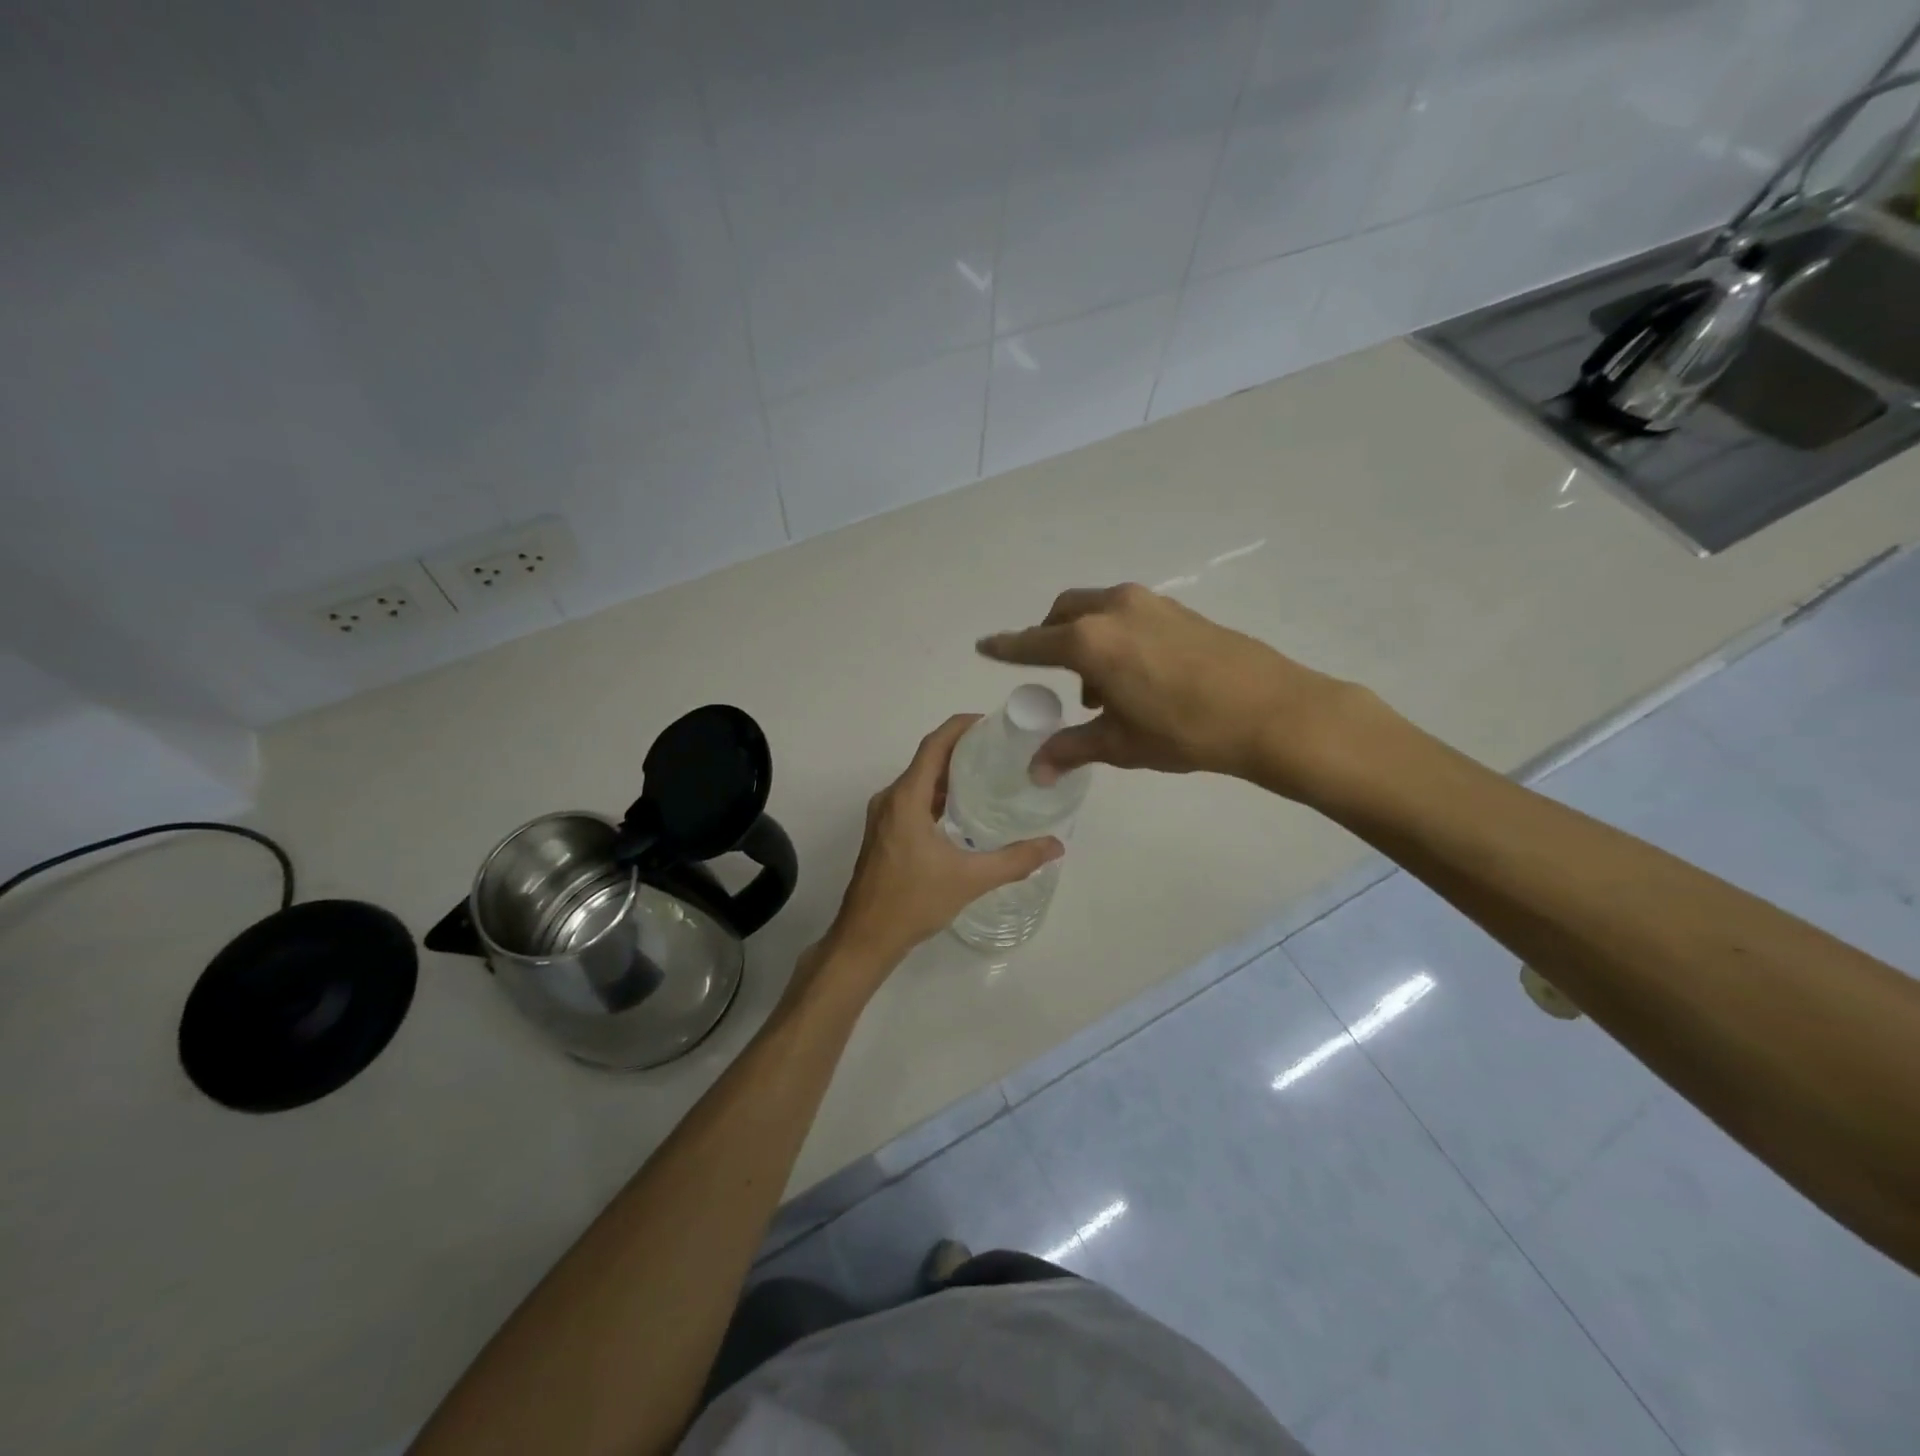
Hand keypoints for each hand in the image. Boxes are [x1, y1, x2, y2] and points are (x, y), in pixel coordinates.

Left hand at [819, 715, 1063, 982]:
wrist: (865, 938)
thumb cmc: (913, 902)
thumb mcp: (970, 880)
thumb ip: (1015, 860)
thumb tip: (1056, 845)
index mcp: (906, 799)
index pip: (934, 746)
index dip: (960, 727)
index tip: (991, 722)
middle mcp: (891, 799)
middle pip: (927, 760)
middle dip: (961, 748)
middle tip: (1001, 749)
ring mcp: (883, 817)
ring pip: (919, 781)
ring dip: (949, 773)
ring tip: (988, 774)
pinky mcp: (884, 833)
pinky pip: (913, 800)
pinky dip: (938, 795)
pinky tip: (964, 810)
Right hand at [977, 583, 1370, 798]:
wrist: (1271, 711)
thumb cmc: (1184, 731)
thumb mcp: (1121, 744)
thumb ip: (1072, 749)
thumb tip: (1036, 771)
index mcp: (1089, 641)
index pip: (1032, 643)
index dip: (1006, 647)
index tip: (984, 645)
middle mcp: (1113, 610)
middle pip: (1063, 614)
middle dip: (1049, 638)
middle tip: (1056, 677)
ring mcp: (1149, 604)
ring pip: (1097, 610)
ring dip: (1086, 638)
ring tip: (1101, 688)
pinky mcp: (1178, 609)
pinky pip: (1128, 614)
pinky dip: (1115, 635)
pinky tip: (1136, 674)